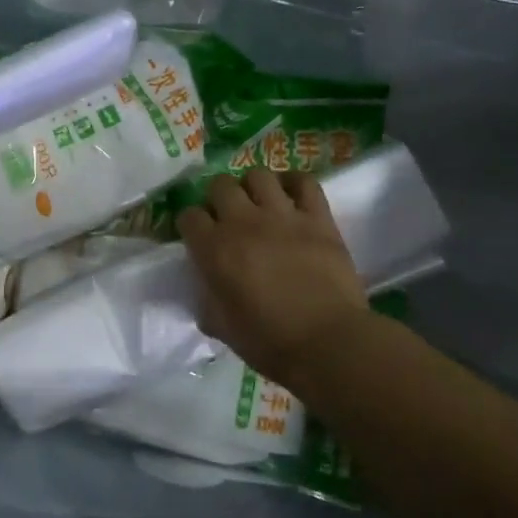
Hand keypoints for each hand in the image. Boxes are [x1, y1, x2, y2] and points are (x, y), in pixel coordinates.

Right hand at [178, 168, 380, 388]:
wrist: (328, 343)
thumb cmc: (268, 342)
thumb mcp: (220, 326)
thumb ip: (206, 299)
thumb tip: (207, 287)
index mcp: (213, 249)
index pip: (188, 216)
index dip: (191, 225)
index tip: (198, 237)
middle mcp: (243, 222)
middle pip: (220, 185)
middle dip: (218, 198)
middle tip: (228, 217)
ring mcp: (282, 215)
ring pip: (258, 175)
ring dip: (253, 187)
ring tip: (259, 203)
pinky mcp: (318, 217)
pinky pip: (304, 182)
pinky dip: (294, 183)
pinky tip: (291, 196)